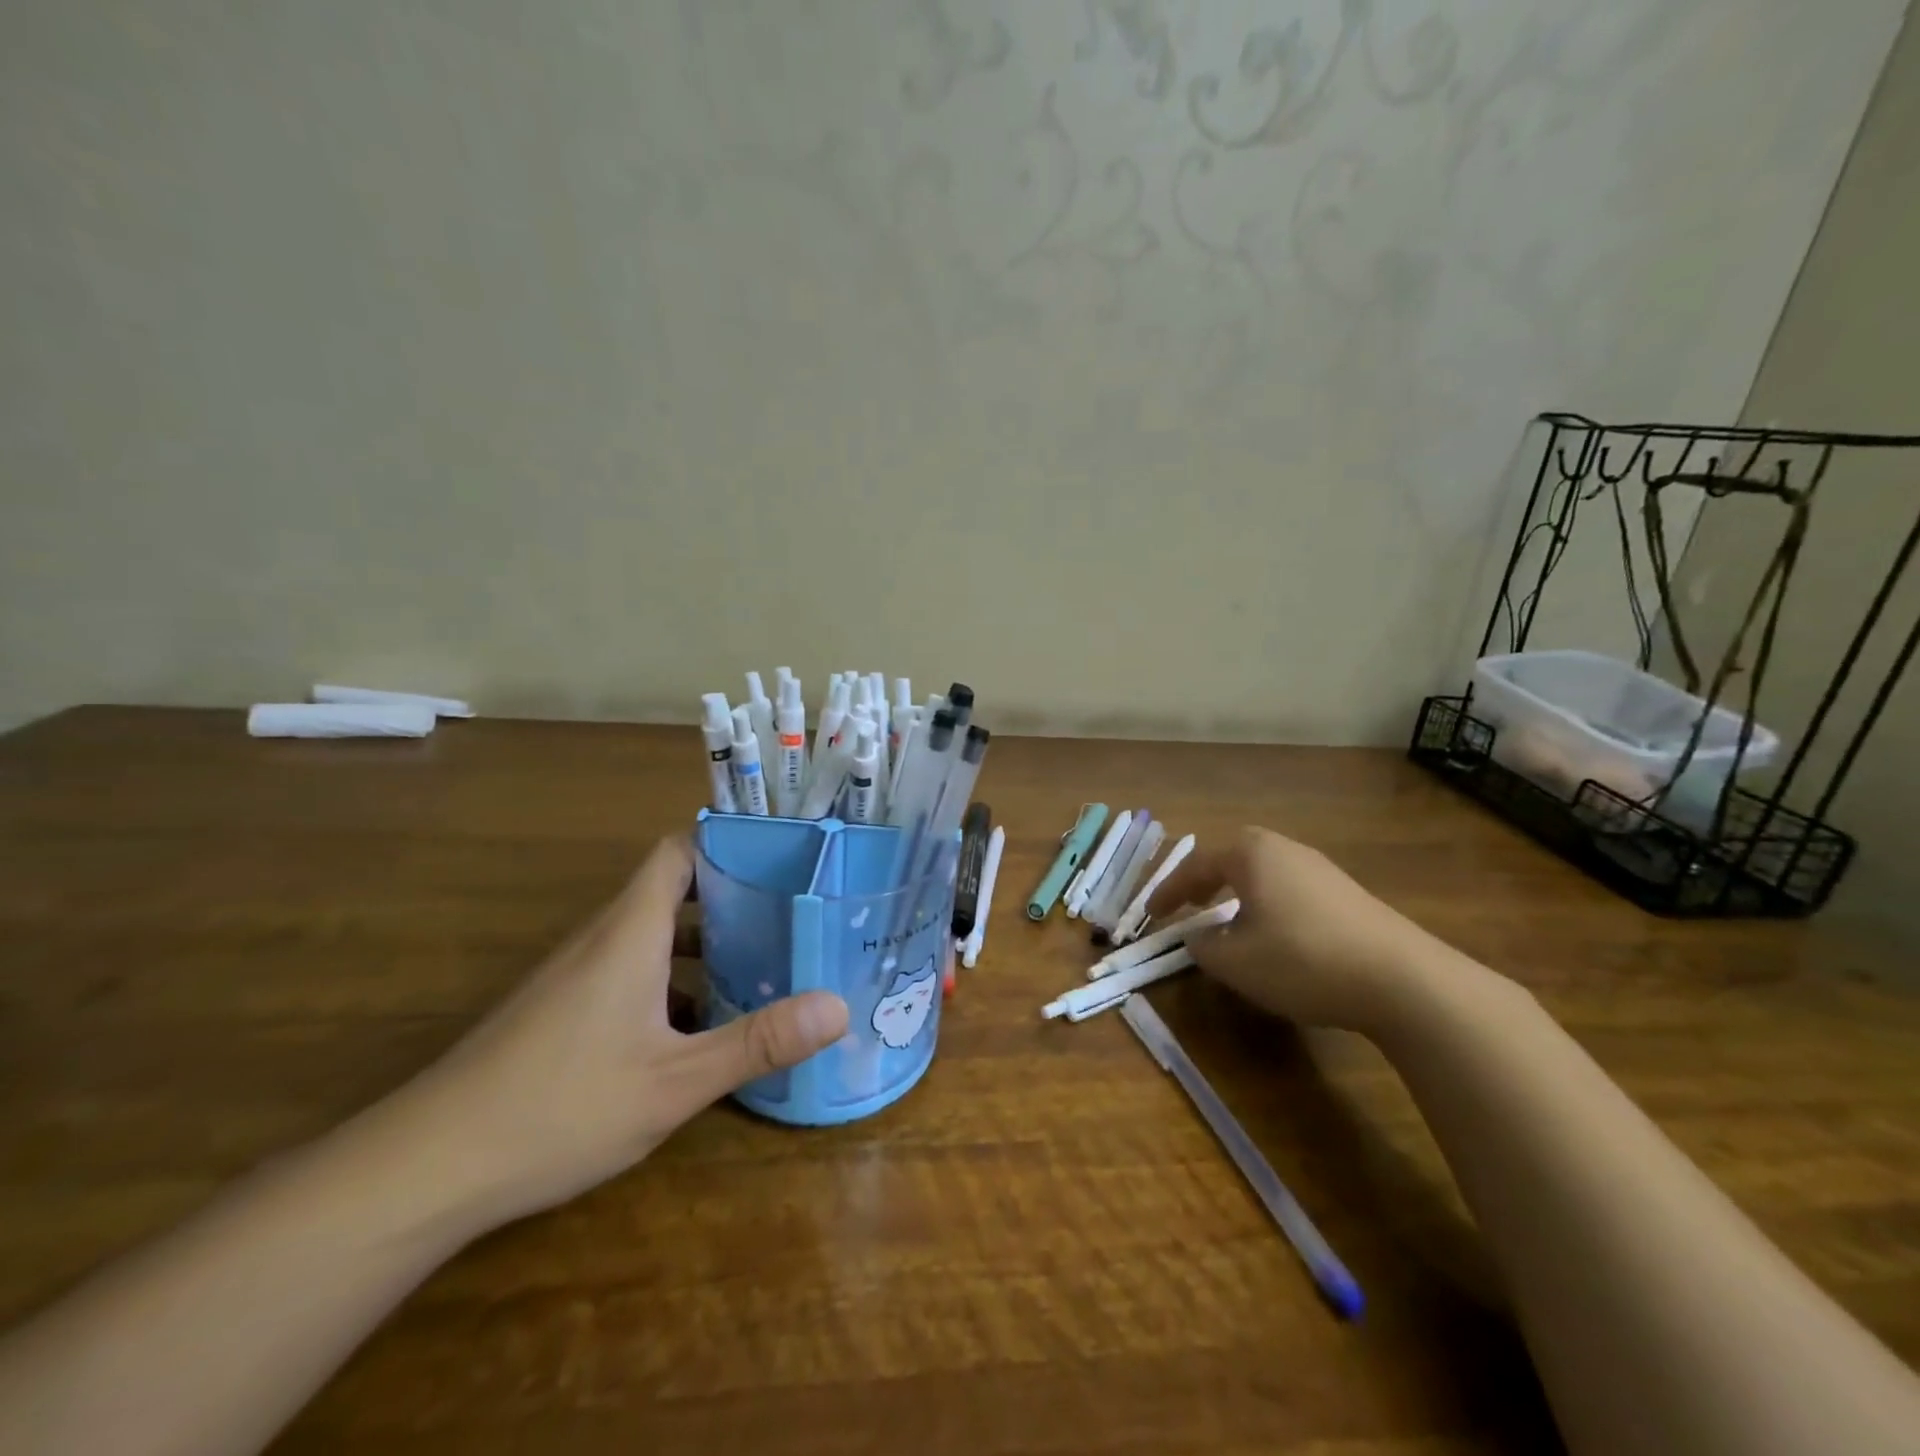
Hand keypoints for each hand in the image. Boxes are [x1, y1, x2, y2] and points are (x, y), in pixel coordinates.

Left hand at [394, 836, 848, 1224]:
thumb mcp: (674, 1081)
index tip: (782, 859)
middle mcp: (603, 939)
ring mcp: (577, 975)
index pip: (680, 851)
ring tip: (765, 965)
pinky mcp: (561, 1010)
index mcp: (631, 931)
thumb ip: (757, 1041)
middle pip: (674, 890)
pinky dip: (673, 980)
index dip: (729, 844)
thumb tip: (839, 1007)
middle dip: (734, 898)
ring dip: (706, 944)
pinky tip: (703, 1027)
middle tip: (793, 916)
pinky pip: (631, 971)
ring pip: (653, 936)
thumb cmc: (559, 1107)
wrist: (424, 1169)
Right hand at [1146, 826, 1437, 1034]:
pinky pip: (1291, 890)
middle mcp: (1284, 849)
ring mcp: (1321, 868)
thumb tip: (1198, 936)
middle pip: (1233, 859)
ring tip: (1228, 922)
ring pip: (1264, 875)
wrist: (1402, 979)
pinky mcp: (1348, 893)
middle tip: (1189, 904)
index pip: (1195, 866)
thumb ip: (1202, 945)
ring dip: (1239, 895)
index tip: (1150, 914)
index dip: (1168, 892)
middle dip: (1206, 881)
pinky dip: (1269, 905)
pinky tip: (1276, 936)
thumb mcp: (1234, 961)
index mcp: (1250, 853)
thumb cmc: (1301, 958)